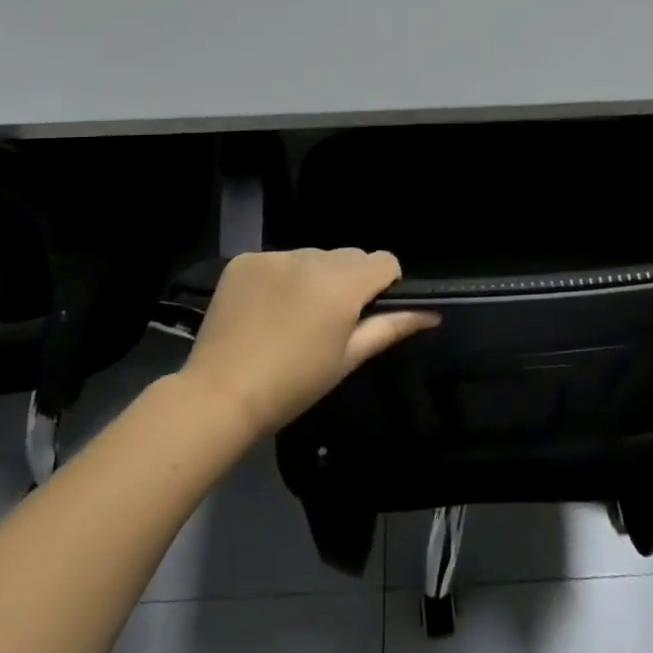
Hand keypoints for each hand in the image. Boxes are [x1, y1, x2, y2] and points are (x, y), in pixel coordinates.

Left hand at [181, 249, 438, 439]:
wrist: (219, 396)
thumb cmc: (293, 385)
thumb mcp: (348, 359)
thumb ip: (392, 327)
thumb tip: (433, 313)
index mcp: (343, 283)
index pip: (385, 261)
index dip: (385, 285)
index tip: (367, 313)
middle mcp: (312, 258)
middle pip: (350, 256)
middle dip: (349, 281)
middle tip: (329, 321)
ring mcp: (275, 256)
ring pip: (314, 257)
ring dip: (315, 277)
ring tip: (293, 317)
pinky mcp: (245, 260)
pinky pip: (279, 260)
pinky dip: (280, 278)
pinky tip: (265, 309)